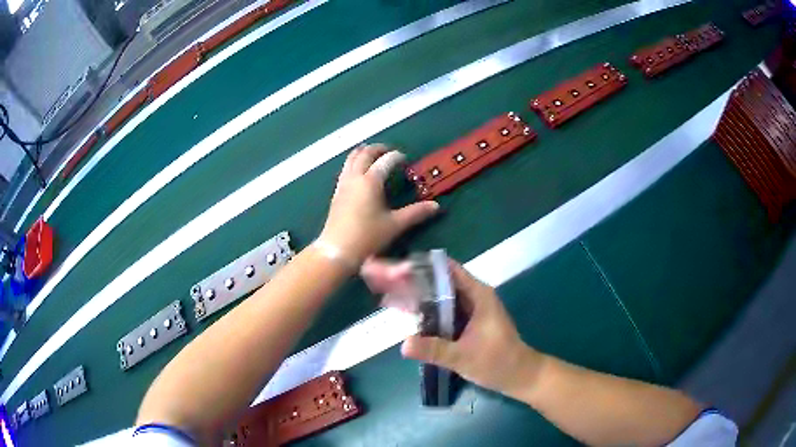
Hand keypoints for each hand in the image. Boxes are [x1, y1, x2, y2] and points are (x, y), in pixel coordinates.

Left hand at [320, 144, 438, 263]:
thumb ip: (416, 213)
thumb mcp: (395, 225)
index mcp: (371, 181)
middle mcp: (355, 178)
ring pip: (351, 159)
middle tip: (389, 151)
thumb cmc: (368, 237)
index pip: (386, 161)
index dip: (397, 157)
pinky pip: (345, 169)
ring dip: (362, 152)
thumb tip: (436, 206)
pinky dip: (353, 163)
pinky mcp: (336, 193)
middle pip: (365, 154)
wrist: (337, 250)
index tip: (405, 159)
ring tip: (371, 153)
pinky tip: (357, 171)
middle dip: (377, 149)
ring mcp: (343, 184)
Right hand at [401, 260, 543, 395]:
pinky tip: (413, 319)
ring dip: (424, 299)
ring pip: (444, 298)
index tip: (400, 270)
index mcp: (478, 295)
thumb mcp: (462, 357)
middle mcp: (475, 297)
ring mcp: (473, 310)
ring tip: (396, 300)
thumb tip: (403, 344)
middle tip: (391, 287)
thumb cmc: (497, 362)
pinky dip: (432, 314)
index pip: (449, 270)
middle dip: (419, 284)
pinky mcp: (470, 322)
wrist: (519, 376)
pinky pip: (447, 312)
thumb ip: (433, 350)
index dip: (425, 267)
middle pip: (443, 282)